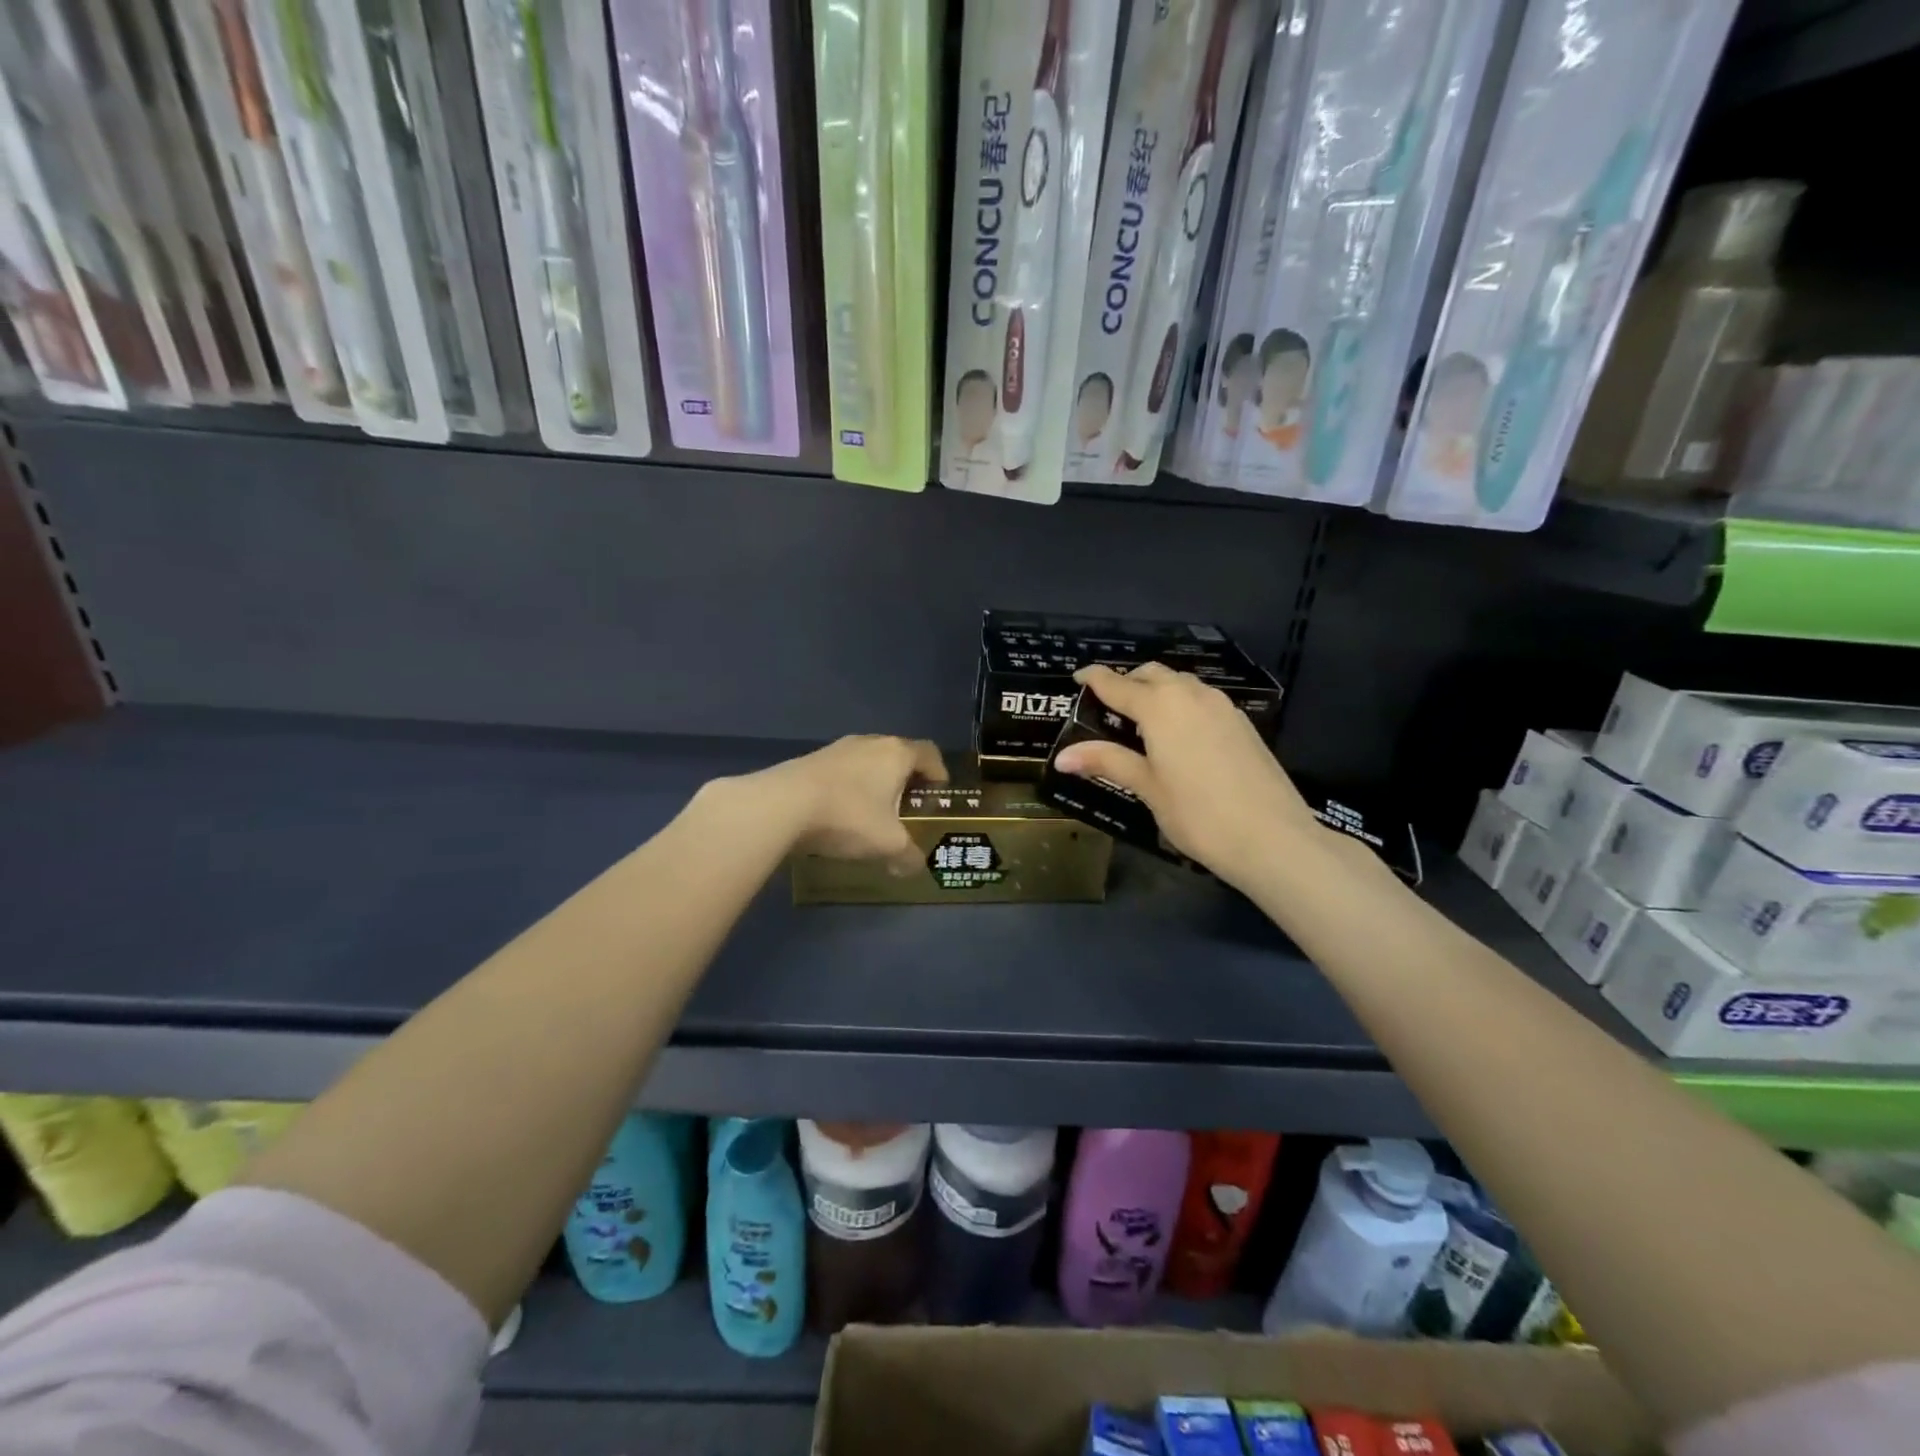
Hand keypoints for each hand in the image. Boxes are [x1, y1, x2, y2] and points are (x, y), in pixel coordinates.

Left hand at [759, 735, 947, 870]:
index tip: (940, 791)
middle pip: (898, 753)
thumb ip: (908, 856)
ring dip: (875, 781)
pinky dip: (850, 787)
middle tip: (909, 804)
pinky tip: (841, 812)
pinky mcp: (811, 760)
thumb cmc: (848, 816)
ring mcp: (837, 748)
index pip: (929, 752)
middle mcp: (870, 743)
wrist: (782, 805)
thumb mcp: (888, 844)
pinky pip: (842, 770)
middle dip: (907, 777)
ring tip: (874, 810)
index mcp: (897, 754)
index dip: (939, 771)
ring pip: (868, 761)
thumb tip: (914, 867)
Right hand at [1055, 664, 1322, 889]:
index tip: (1078, 677)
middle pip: (1152, 674)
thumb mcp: (1147, 788)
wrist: (1273, 838)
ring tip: (1142, 722)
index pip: (1117, 683)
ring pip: (1181, 684)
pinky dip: (1181, 705)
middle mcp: (1191, 695)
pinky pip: (1202, 700)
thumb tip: (1061, 757)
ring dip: (1157, 691)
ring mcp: (1222, 707)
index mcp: (1160, 707)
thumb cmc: (1198, 814)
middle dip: (1128, 682)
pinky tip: (1179, 735)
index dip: (1094, 678)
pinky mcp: (1242, 723)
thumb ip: (1107, 762)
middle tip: (1108, 706)